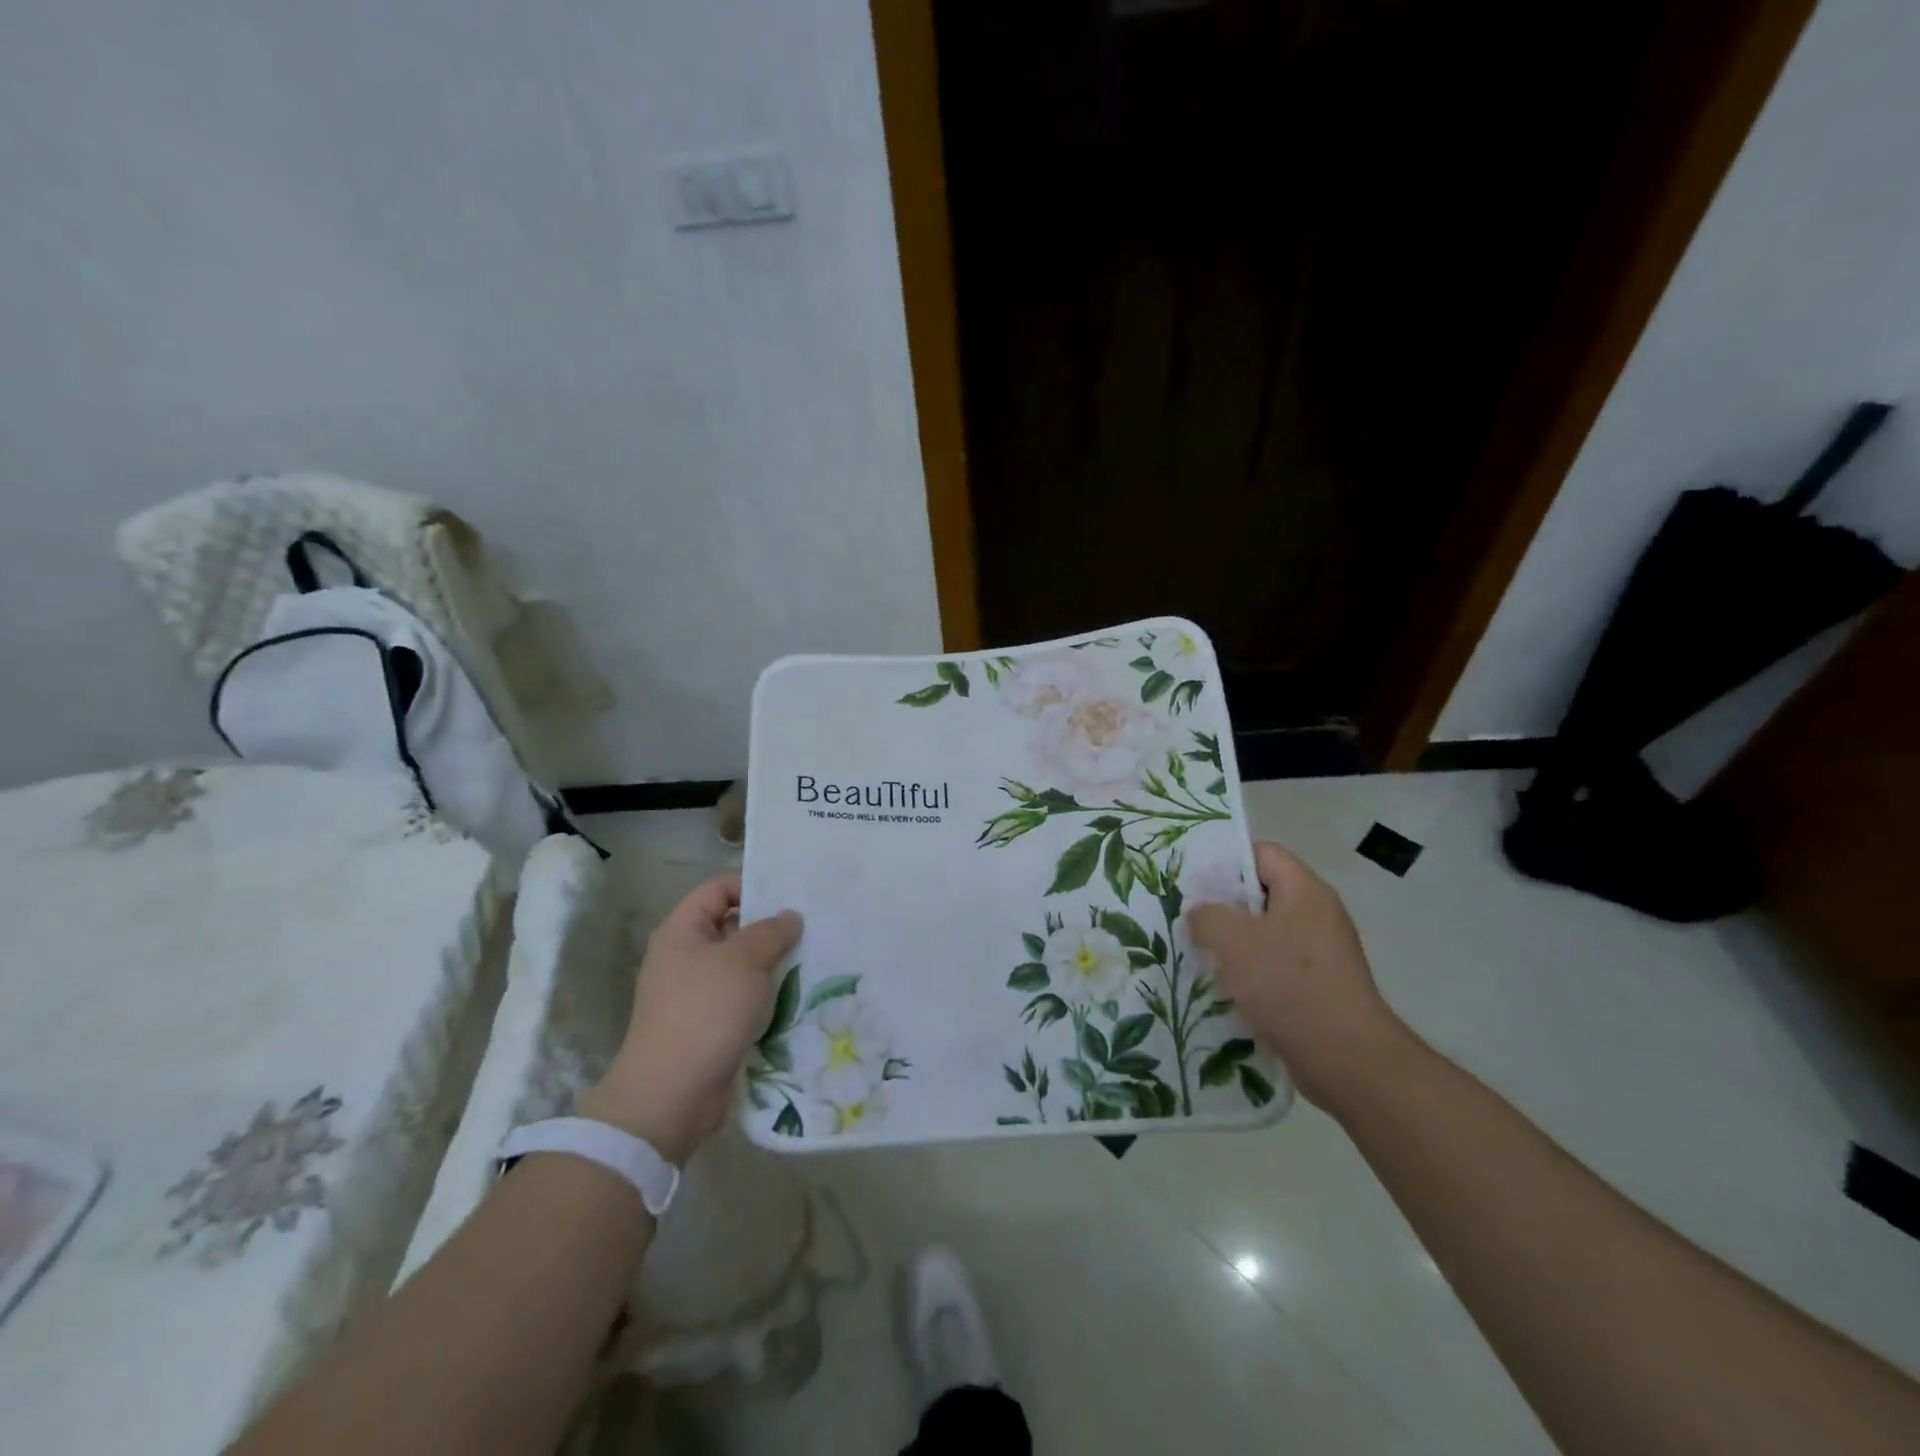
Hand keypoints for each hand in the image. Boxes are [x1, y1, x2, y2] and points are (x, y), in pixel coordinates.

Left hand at [581, 876, 801, 1165]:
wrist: (671, 1096)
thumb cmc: (705, 1012)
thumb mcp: (744, 961)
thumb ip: (771, 932)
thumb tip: (790, 916)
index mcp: (682, 933)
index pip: (717, 891)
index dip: (751, 886)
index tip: (790, 894)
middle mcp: (685, 958)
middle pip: (732, 928)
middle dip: (771, 929)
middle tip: (813, 926)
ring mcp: (696, 995)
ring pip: (742, 967)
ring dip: (773, 966)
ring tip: (815, 959)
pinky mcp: (710, 1027)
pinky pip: (744, 1000)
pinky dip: (768, 998)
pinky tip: (800, 997)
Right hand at [1187, 842, 1411, 1111]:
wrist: (1347, 1060)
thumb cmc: (1289, 986)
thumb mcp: (1232, 940)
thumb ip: (1206, 916)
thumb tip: (1201, 915)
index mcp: (1305, 891)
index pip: (1262, 853)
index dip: (1226, 862)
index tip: (1194, 884)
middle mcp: (1318, 915)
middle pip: (1262, 895)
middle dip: (1224, 908)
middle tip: (1189, 921)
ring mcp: (1322, 953)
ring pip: (1266, 934)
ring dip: (1234, 946)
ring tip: (1200, 957)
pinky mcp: (1320, 987)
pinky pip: (1276, 968)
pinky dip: (1251, 975)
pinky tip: (1226, 991)